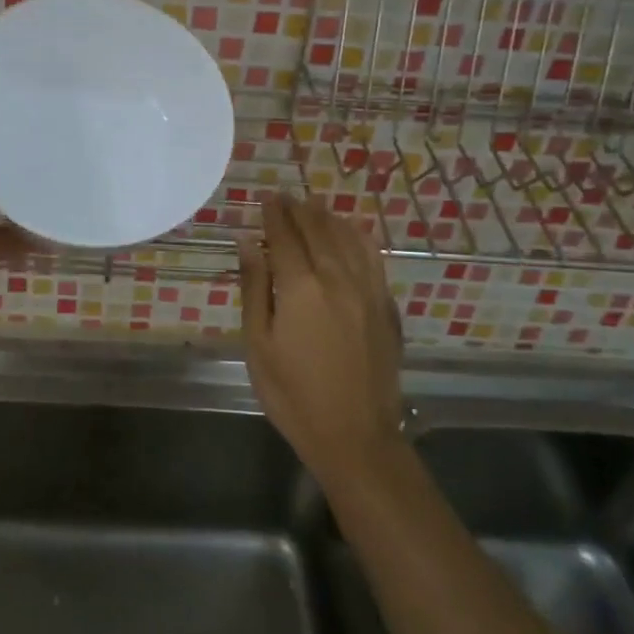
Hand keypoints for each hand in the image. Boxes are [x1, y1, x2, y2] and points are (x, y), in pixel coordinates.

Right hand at [240, 194, 403, 485]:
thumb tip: (248, 242)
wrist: (355, 437)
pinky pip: (373, 258)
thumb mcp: (259, 345)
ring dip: (328, 218)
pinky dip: (358, 237)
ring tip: (314, 206)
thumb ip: (254, 288)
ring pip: (348, 239)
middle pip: (317, 230)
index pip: (285, 236)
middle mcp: (337, 278)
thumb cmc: (293, 394)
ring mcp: (367, 291)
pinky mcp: (385, 307)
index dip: (273, 214)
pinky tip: (351, 233)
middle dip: (298, 210)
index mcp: (301, 287)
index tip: (266, 197)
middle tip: (285, 197)